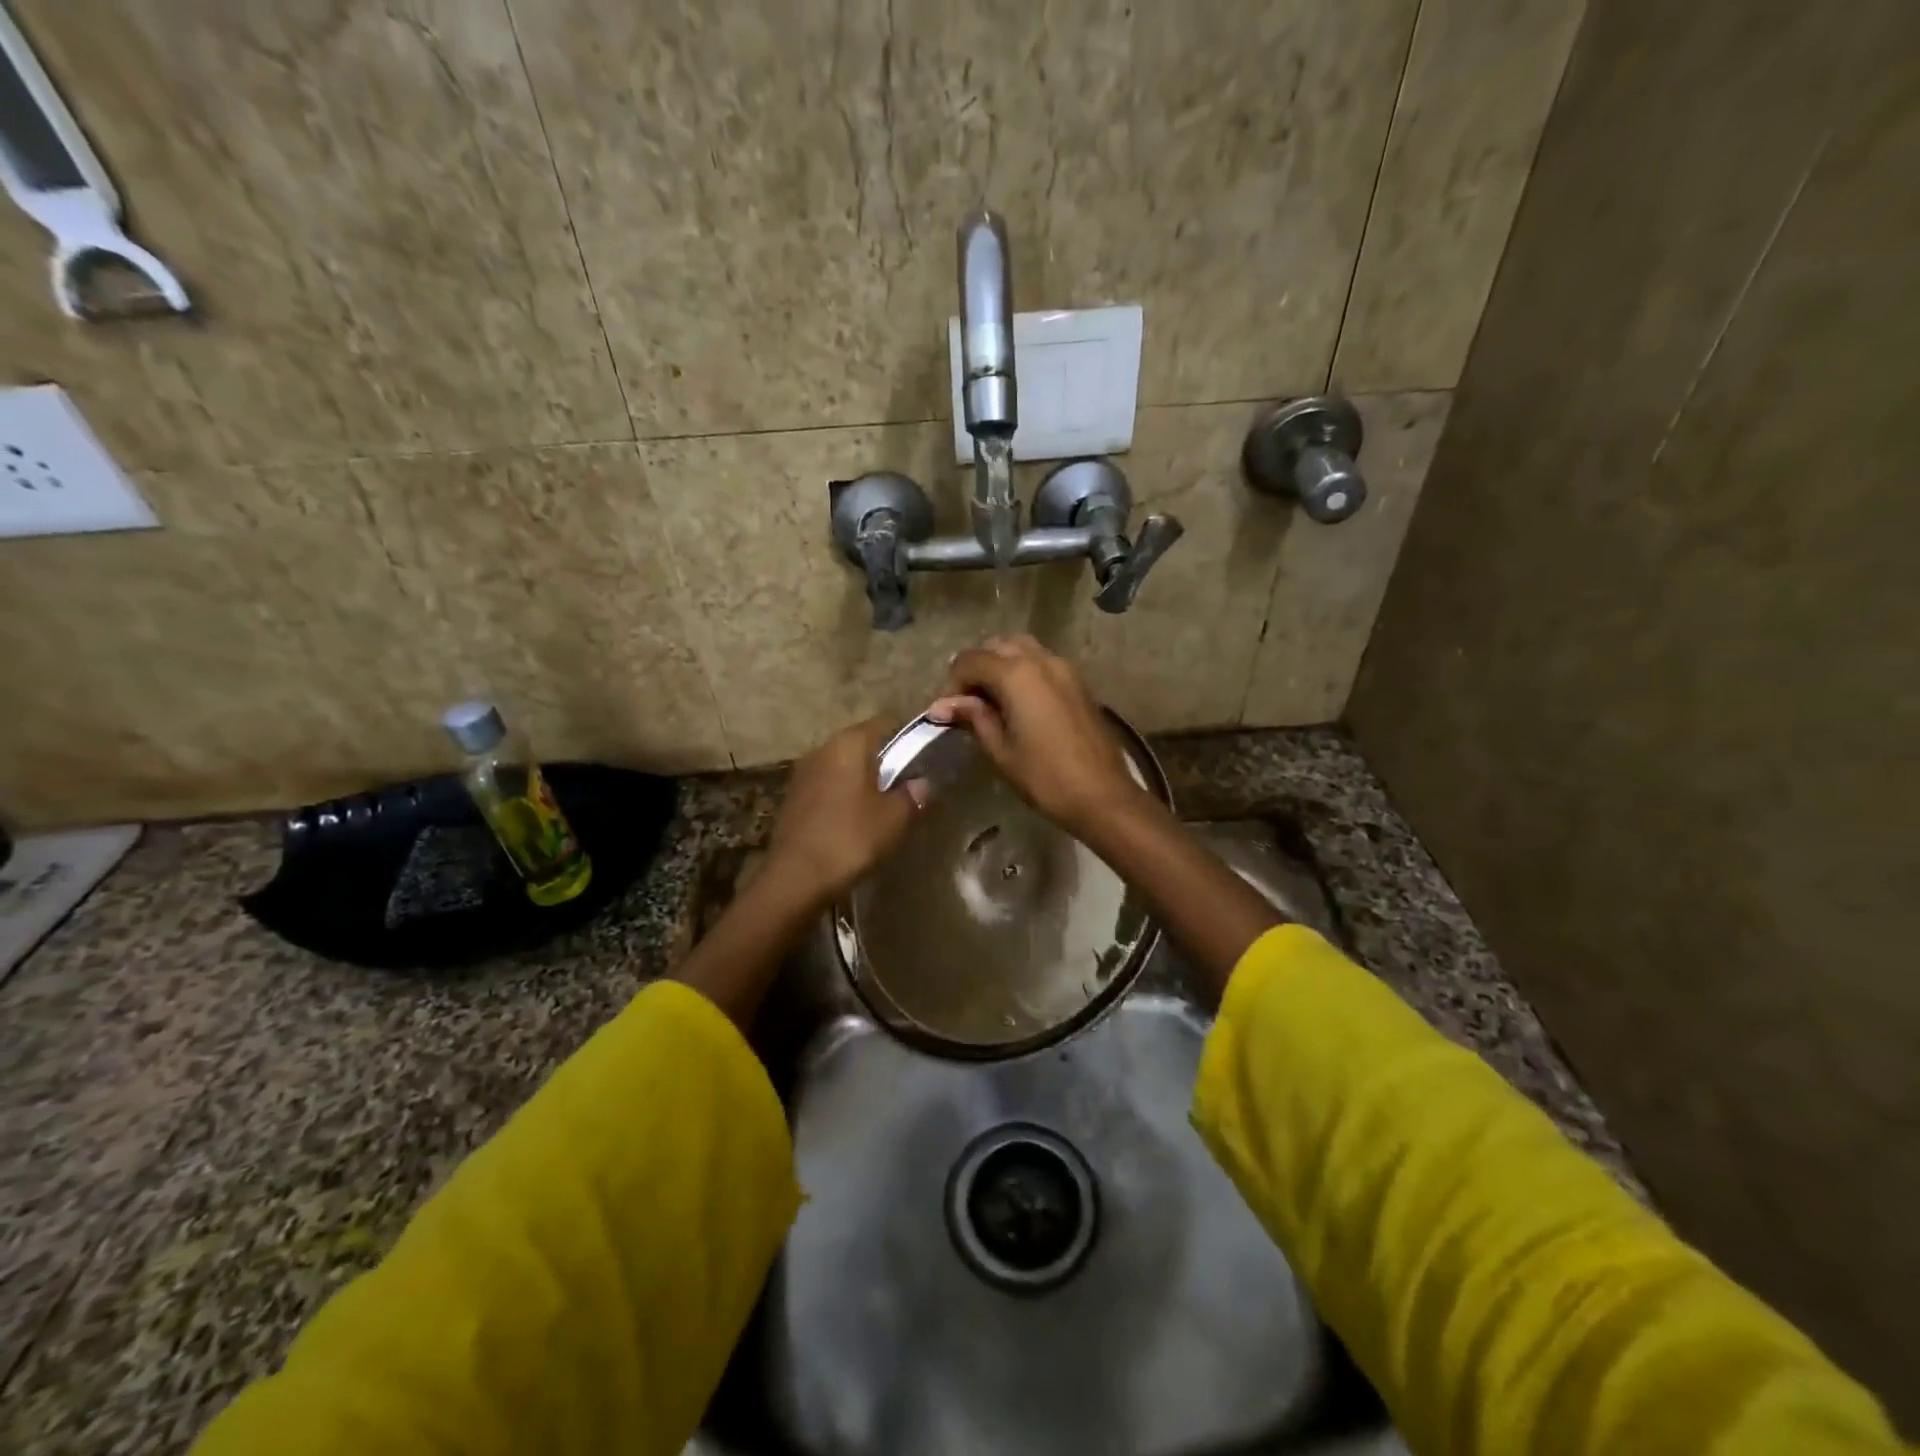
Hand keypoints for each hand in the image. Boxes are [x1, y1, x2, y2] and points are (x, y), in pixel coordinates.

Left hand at [764, 716, 927, 906]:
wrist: (795, 878)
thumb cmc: (850, 838)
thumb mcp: (893, 819)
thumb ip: (912, 796)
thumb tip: (921, 784)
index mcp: (848, 743)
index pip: (884, 723)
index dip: (906, 737)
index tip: (922, 757)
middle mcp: (822, 748)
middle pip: (861, 744)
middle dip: (883, 761)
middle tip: (905, 786)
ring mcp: (803, 773)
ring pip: (842, 767)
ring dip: (861, 781)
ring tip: (881, 806)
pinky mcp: (792, 798)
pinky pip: (826, 787)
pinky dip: (842, 797)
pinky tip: (853, 821)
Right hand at [928, 635, 1151, 838]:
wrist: (1102, 794)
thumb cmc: (1045, 777)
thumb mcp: (1001, 750)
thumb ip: (973, 718)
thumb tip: (942, 706)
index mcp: (1017, 674)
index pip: (970, 660)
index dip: (953, 683)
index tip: (948, 713)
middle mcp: (1041, 660)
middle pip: (996, 646)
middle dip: (976, 668)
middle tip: (968, 704)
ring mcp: (1064, 668)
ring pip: (1022, 648)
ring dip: (1000, 665)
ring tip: (992, 701)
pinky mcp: (1078, 682)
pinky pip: (1042, 662)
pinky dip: (1023, 671)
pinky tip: (1018, 704)